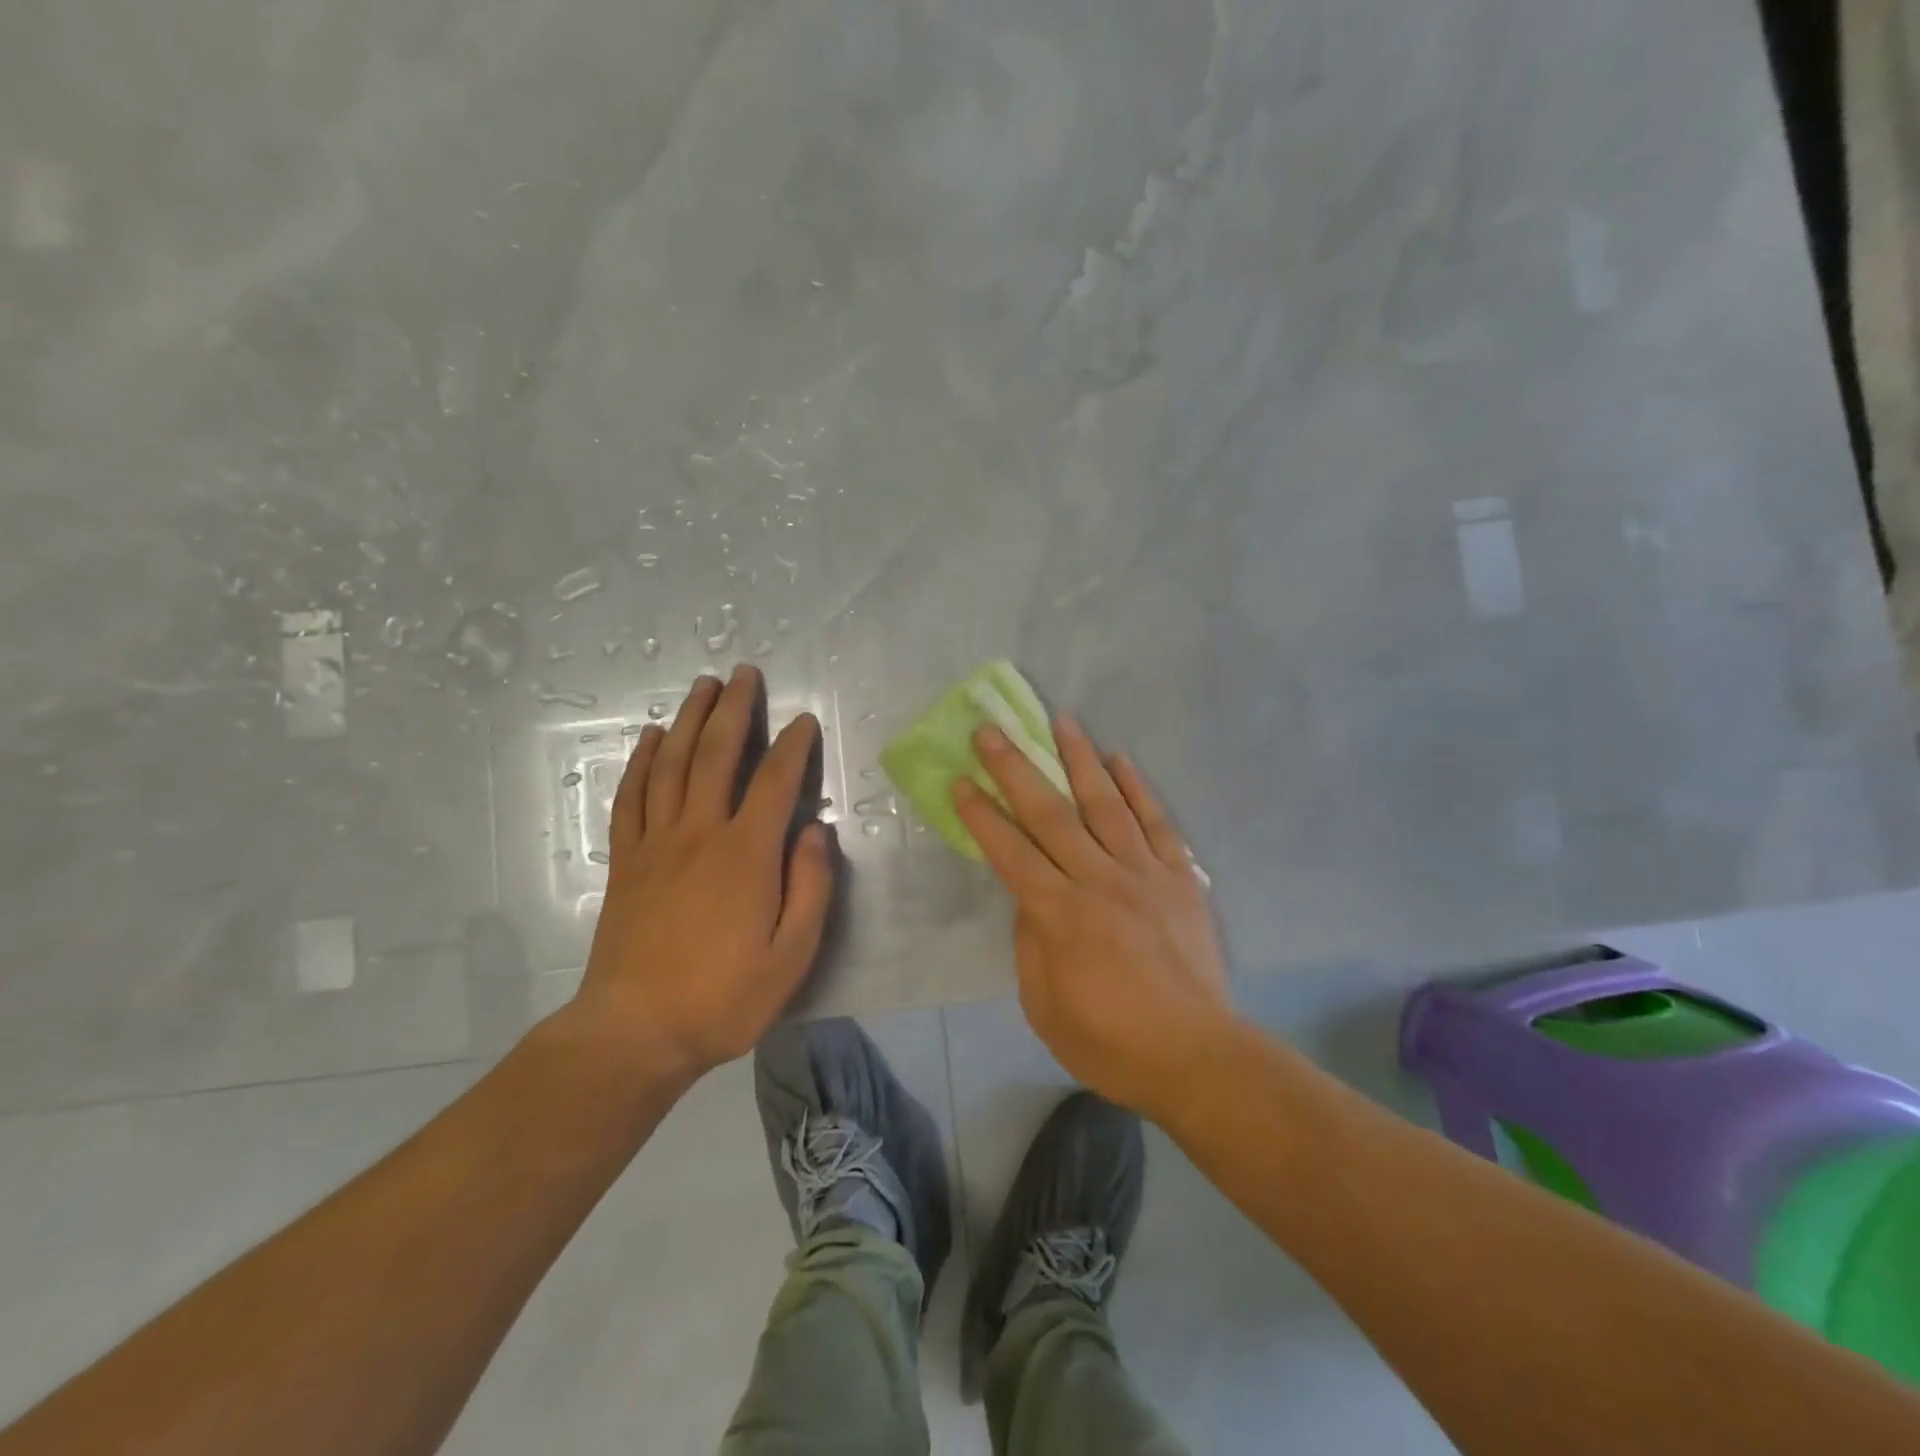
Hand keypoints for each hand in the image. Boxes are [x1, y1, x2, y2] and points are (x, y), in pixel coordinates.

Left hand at [573, 665, 835, 1083]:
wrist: (634, 1032)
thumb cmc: (723, 997)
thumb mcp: (792, 956)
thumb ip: (811, 887)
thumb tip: (816, 830)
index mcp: (746, 854)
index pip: (775, 781)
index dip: (793, 745)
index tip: (803, 720)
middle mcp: (699, 833)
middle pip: (715, 755)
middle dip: (733, 709)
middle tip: (744, 673)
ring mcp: (656, 843)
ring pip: (671, 764)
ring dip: (687, 720)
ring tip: (702, 687)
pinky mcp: (626, 861)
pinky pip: (631, 797)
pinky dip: (640, 762)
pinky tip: (649, 738)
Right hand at [953, 714, 1232, 1117]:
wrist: (1196, 1056)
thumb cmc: (1111, 1042)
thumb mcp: (1045, 1006)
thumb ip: (1030, 944)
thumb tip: (1030, 898)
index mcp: (1060, 915)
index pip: (1010, 852)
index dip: (982, 815)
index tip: (961, 780)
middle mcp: (1099, 880)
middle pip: (1051, 814)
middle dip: (1016, 769)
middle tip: (993, 731)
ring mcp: (1144, 873)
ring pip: (1105, 803)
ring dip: (1079, 758)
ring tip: (1060, 719)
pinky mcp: (1180, 877)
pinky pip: (1156, 822)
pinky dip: (1138, 788)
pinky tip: (1120, 760)